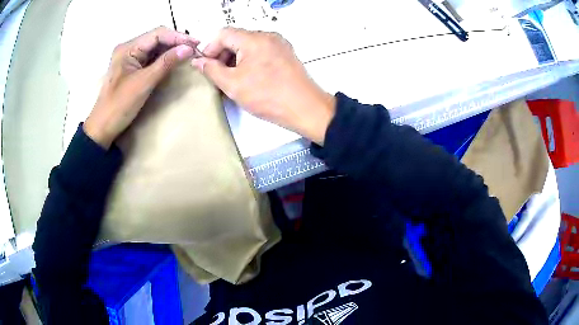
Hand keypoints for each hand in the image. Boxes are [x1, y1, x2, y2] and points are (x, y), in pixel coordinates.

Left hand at [84, 26, 198, 148]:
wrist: (103, 127)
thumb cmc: (120, 105)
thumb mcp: (144, 83)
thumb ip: (166, 63)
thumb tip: (189, 48)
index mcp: (128, 48)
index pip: (157, 34)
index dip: (178, 37)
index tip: (196, 43)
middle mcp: (129, 48)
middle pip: (156, 39)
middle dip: (175, 43)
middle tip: (194, 49)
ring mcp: (130, 58)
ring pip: (155, 48)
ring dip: (171, 50)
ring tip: (188, 54)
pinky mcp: (132, 68)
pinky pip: (151, 58)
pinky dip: (163, 59)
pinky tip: (174, 61)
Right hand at [191, 28, 334, 144]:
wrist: (305, 108)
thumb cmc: (269, 97)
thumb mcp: (232, 84)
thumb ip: (211, 70)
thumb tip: (199, 61)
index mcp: (254, 39)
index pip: (223, 34)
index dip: (210, 48)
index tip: (206, 65)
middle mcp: (268, 36)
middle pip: (237, 38)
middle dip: (223, 55)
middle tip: (218, 75)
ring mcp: (279, 44)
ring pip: (249, 45)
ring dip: (236, 59)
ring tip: (233, 79)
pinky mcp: (286, 54)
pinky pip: (261, 51)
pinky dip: (250, 61)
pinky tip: (248, 78)